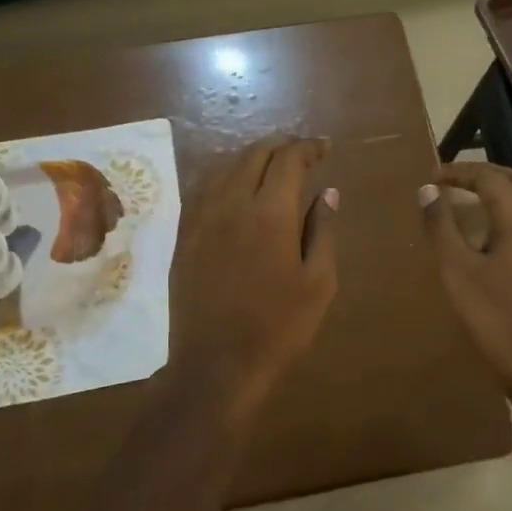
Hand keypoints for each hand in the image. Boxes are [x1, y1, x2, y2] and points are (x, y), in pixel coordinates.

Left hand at [168, 136, 338, 416]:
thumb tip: (328, 192)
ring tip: (270, 162)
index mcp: (270, 213)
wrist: (217, 364)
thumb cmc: (278, 327)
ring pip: (223, 165)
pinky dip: (222, 173)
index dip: (308, 147)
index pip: (288, 160)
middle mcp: (231, 204)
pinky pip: (201, 187)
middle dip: (280, 145)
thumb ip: (323, 231)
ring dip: (250, 155)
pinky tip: (232, 184)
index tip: (324, 148)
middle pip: (253, 154)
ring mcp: (201, 217)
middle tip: (301, 152)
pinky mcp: (184, 235)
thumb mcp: (318, 283)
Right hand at [421, 162, 511, 404]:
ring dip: (499, 189)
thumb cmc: (494, 315)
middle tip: (451, 182)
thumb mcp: (457, 269)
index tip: (432, 178)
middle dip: (483, 174)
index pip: (489, 178)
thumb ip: (441, 225)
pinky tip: (491, 228)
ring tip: (467, 199)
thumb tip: (427, 190)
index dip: (459, 172)